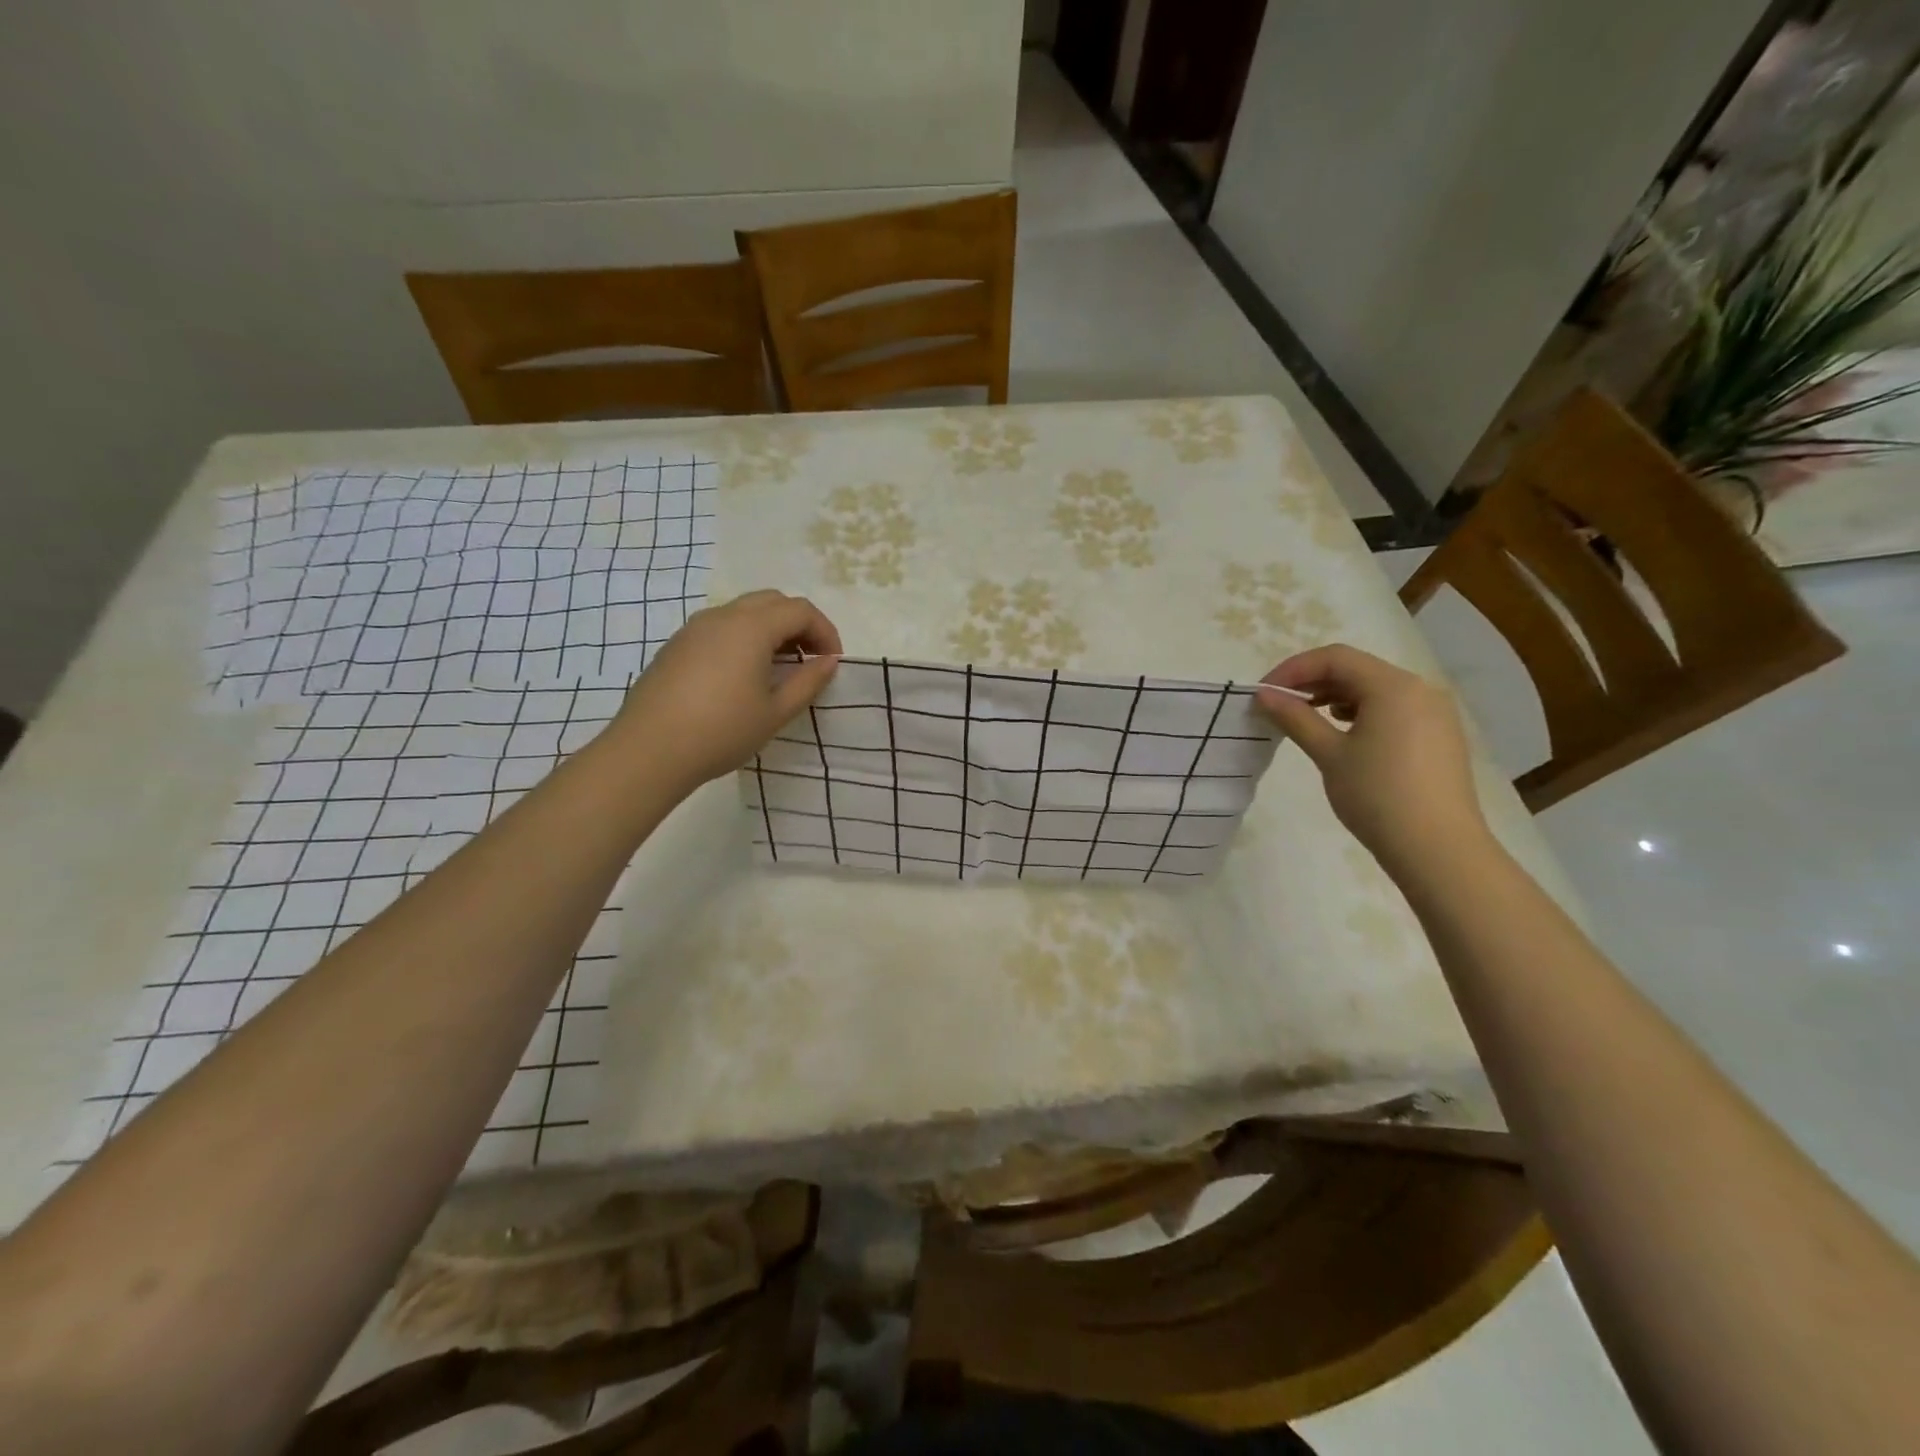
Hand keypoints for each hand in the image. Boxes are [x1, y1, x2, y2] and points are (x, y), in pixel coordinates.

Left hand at [612, 590, 841, 787]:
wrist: (648, 751)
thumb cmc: (721, 732)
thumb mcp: (775, 712)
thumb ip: (808, 682)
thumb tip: (828, 662)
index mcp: (751, 627)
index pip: (800, 610)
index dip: (825, 631)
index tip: (833, 662)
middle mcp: (723, 616)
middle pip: (772, 601)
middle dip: (799, 624)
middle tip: (810, 659)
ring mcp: (694, 628)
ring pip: (744, 611)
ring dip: (771, 629)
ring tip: (780, 668)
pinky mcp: (677, 645)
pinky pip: (721, 627)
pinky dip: (744, 638)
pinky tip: (743, 675)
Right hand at [1256, 644, 1488, 875]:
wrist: (1438, 849)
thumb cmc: (1377, 796)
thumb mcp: (1329, 754)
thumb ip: (1296, 718)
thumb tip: (1264, 695)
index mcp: (1393, 686)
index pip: (1335, 658)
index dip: (1293, 669)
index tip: (1264, 693)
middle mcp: (1420, 689)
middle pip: (1357, 669)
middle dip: (1314, 682)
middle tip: (1280, 706)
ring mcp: (1435, 712)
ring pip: (1376, 689)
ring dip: (1337, 697)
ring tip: (1308, 720)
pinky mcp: (1440, 735)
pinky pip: (1394, 709)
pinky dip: (1363, 712)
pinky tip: (1346, 735)